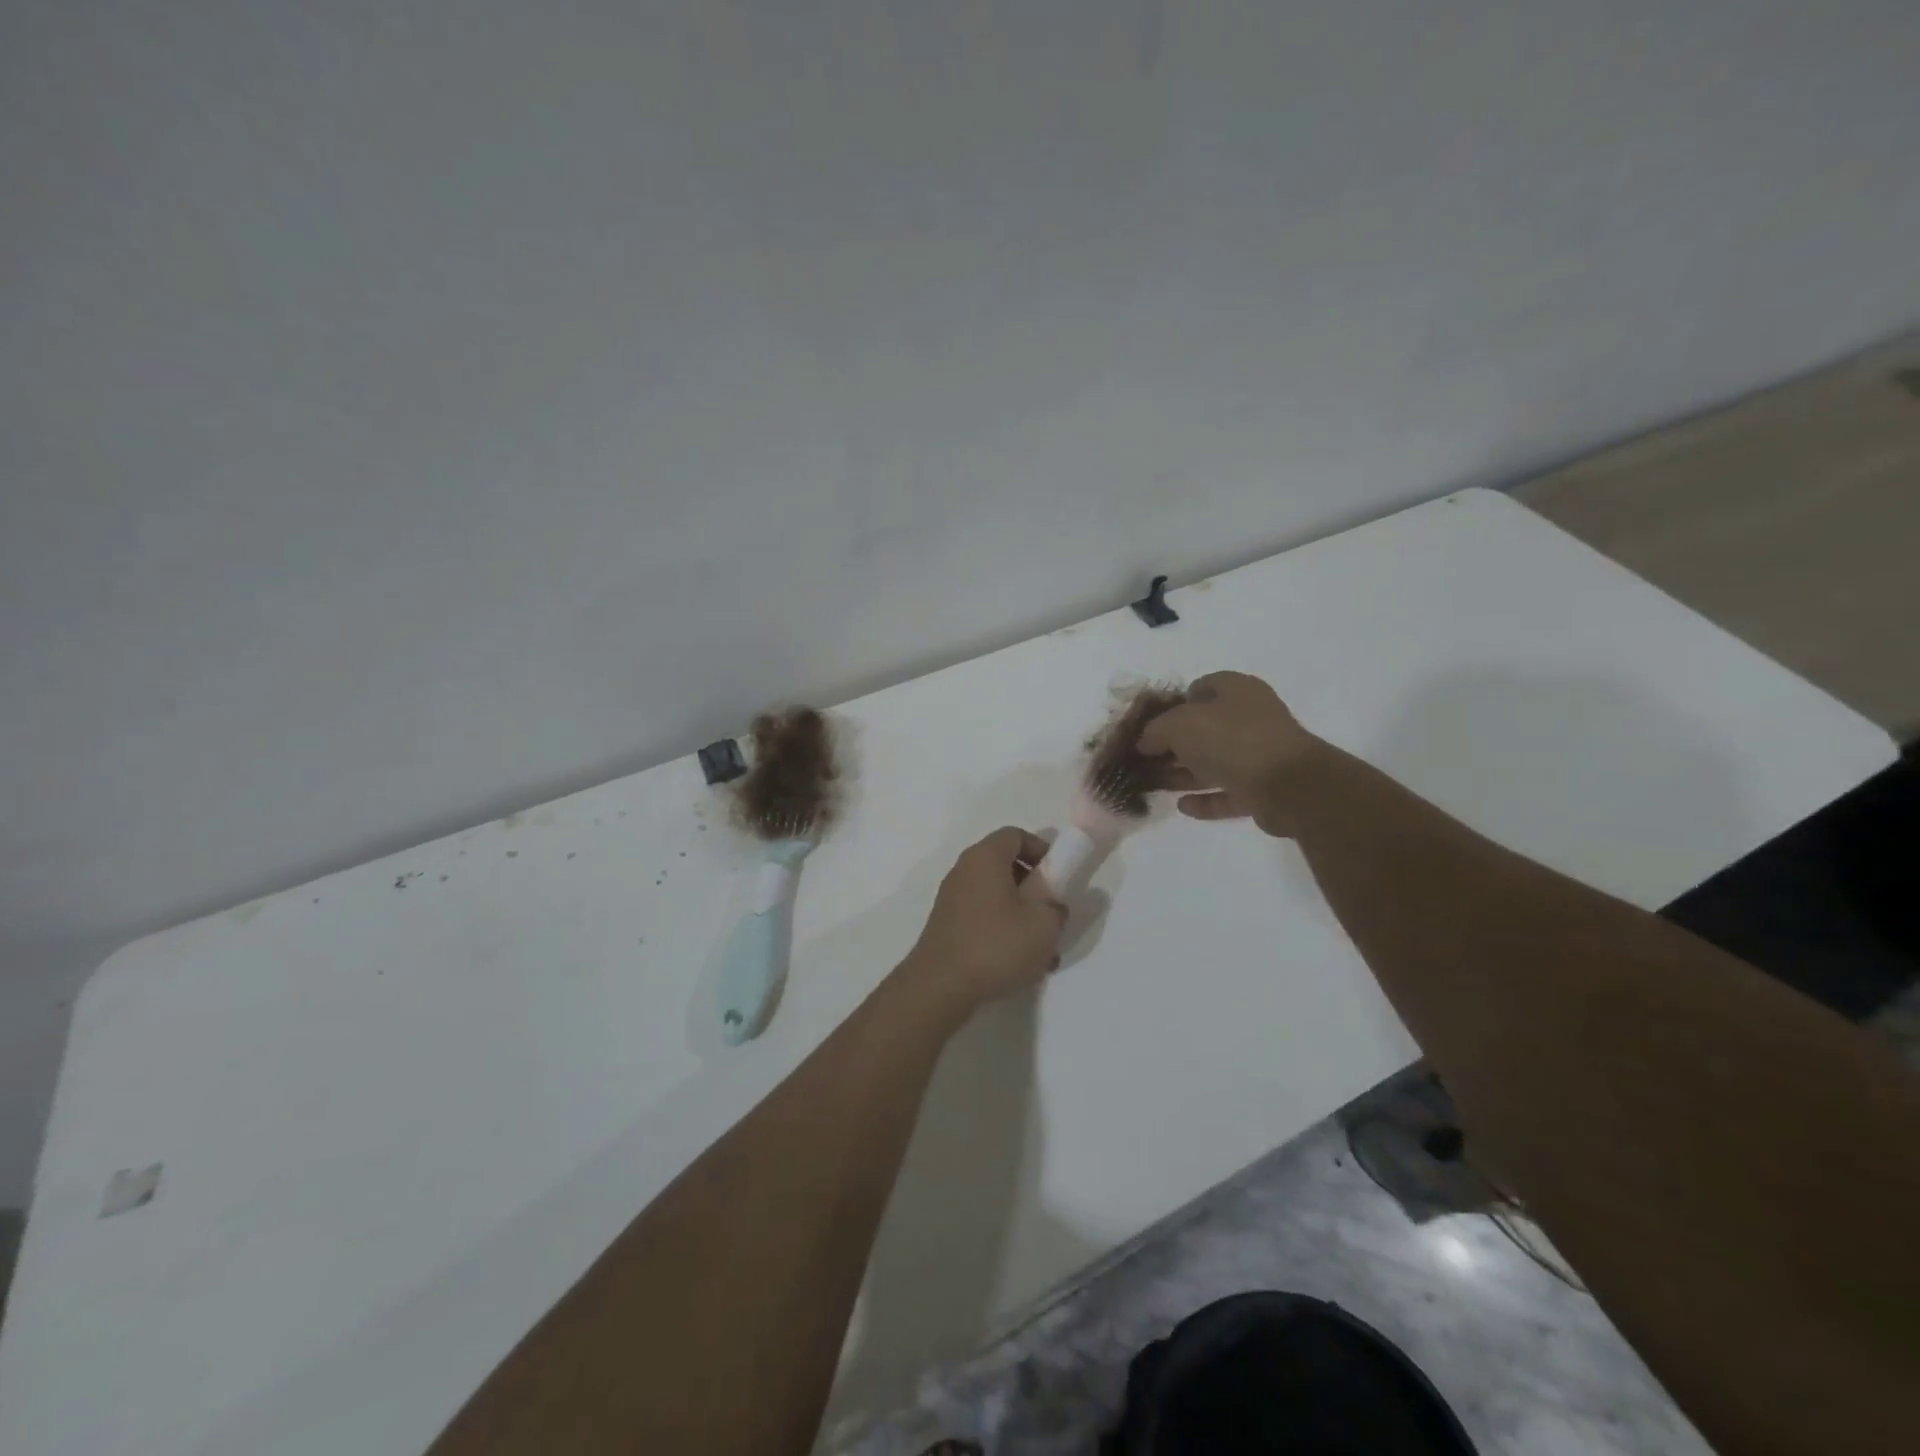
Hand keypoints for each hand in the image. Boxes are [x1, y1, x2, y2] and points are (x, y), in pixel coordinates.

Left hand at [897, 827, 1067, 1020]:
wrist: (941, 985)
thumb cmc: (996, 945)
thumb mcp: (1044, 925)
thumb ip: (1057, 908)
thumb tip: (1053, 906)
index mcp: (985, 857)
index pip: (1015, 835)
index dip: (1041, 849)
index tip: (1057, 875)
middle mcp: (964, 870)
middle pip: (1005, 864)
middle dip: (1033, 886)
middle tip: (1050, 911)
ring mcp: (952, 897)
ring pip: (995, 894)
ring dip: (1020, 913)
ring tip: (1040, 947)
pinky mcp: (947, 924)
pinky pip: (982, 915)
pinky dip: (1001, 929)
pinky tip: (1018, 962)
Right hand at [1136, 671, 1321, 834]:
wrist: (1288, 785)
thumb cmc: (1231, 740)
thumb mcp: (1179, 725)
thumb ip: (1155, 730)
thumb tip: (1145, 742)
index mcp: (1236, 690)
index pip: (1200, 687)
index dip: (1172, 704)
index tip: (1149, 724)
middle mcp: (1250, 718)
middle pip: (1204, 729)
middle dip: (1173, 745)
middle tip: (1146, 759)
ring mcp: (1259, 754)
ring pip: (1214, 763)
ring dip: (1185, 774)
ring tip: (1154, 785)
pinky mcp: (1263, 789)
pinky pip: (1227, 792)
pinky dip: (1205, 799)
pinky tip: (1181, 806)